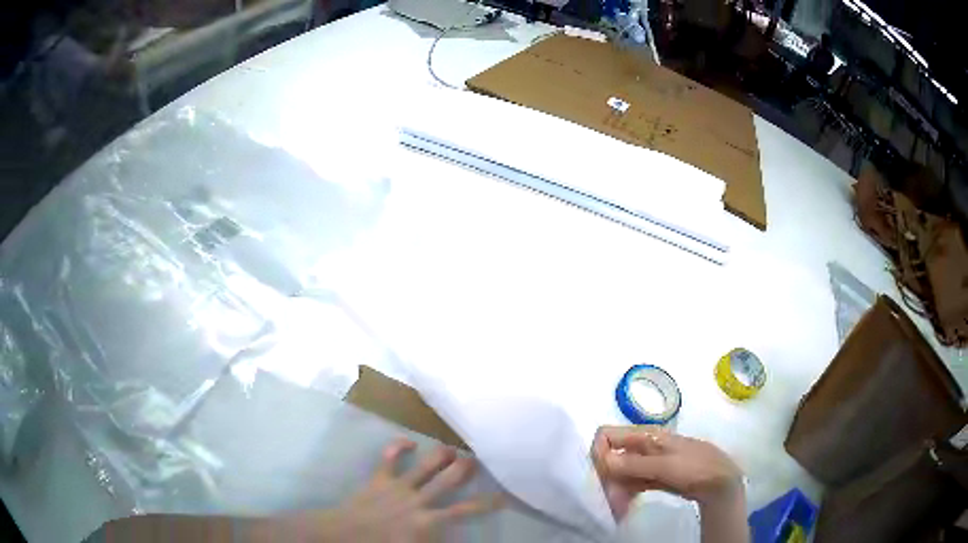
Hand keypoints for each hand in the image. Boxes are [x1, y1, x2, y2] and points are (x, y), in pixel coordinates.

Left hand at [313, 438, 503, 542]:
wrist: (343, 535)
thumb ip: (436, 541)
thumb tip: (457, 540)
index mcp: (427, 521)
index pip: (465, 511)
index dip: (487, 503)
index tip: (504, 495)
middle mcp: (418, 499)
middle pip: (449, 478)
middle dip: (466, 467)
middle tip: (478, 459)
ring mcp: (398, 485)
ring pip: (426, 464)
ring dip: (442, 454)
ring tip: (453, 448)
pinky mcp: (379, 478)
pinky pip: (390, 456)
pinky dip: (400, 446)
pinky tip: (410, 441)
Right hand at [591, 426, 743, 519]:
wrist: (719, 481)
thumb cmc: (695, 467)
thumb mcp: (665, 465)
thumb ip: (634, 464)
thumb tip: (602, 459)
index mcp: (646, 435)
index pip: (608, 435)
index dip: (599, 452)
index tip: (602, 475)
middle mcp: (643, 446)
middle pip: (612, 456)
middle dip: (607, 478)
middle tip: (611, 501)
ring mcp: (648, 462)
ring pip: (620, 473)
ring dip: (615, 490)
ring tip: (619, 509)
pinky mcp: (653, 476)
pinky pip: (631, 483)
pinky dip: (625, 494)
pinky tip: (625, 508)